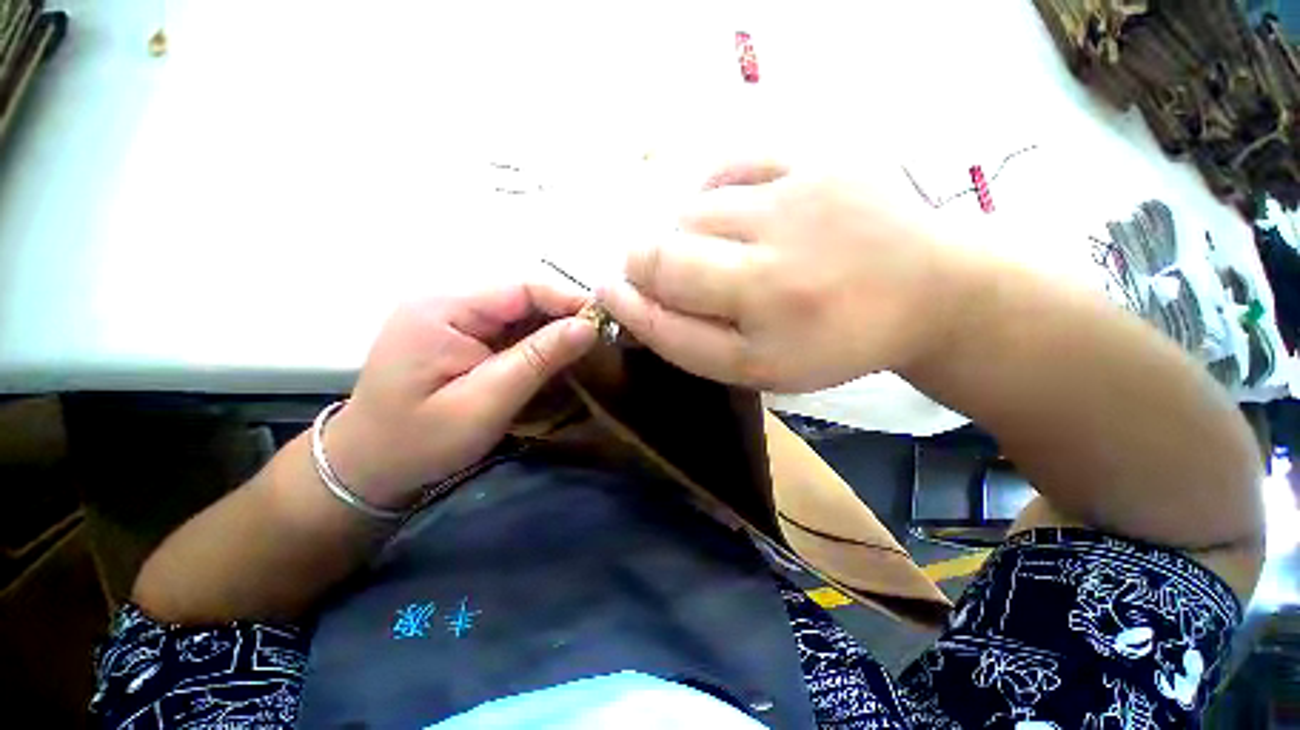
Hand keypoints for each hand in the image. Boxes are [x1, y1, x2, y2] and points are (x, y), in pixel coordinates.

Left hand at [323, 284, 597, 508]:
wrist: (367, 468)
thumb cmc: (421, 442)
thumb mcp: (485, 403)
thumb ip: (537, 360)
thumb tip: (587, 327)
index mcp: (444, 310)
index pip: (520, 288)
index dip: (567, 299)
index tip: (604, 321)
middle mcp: (445, 303)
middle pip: (520, 297)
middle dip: (562, 315)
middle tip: (600, 338)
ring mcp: (449, 319)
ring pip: (516, 313)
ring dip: (551, 329)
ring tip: (585, 347)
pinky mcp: (455, 337)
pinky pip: (506, 329)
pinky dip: (534, 341)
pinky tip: (553, 356)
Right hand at [598, 161, 962, 391]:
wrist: (924, 291)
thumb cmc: (830, 342)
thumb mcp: (754, 367)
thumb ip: (683, 339)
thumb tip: (623, 295)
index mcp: (768, 319)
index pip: (661, 302)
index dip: (625, 298)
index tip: (613, 292)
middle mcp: (781, 258)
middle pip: (665, 250)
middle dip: (650, 266)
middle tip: (679, 280)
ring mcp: (800, 195)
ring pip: (691, 210)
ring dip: (688, 237)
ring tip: (725, 253)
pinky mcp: (819, 154)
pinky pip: (729, 163)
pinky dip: (714, 192)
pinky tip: (736, 215)